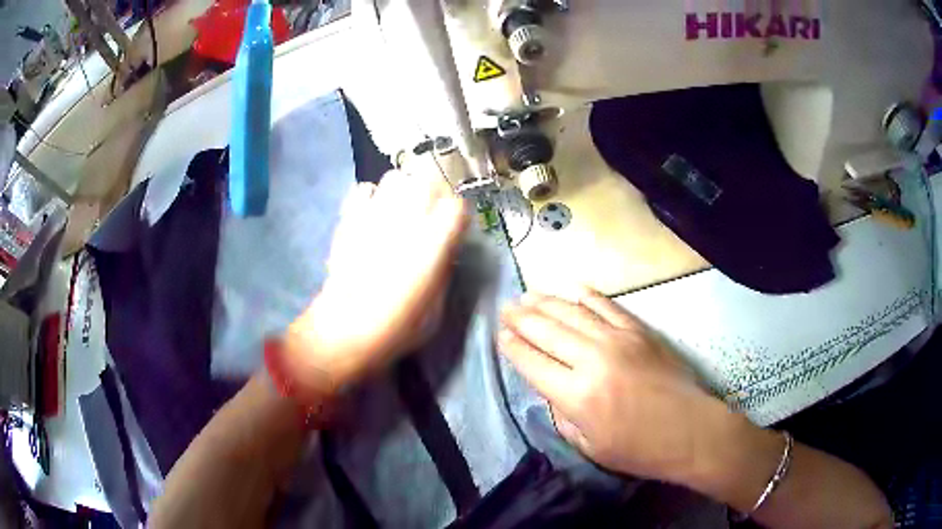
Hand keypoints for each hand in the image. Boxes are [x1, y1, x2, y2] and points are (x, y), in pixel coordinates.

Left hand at [284, 168, 467, 393]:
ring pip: (395, 177)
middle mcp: (406, 221)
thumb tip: (445, 251)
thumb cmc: (396, 327)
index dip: (458, 215)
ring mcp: (374, 216)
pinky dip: (371, 196)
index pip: (457, 206)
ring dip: (403, 189)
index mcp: (432, 244)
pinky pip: (363, 189)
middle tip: (429, 213)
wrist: (345, 329)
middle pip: (427, 181)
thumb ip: (443, 271)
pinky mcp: (349, 219)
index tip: (455, 228)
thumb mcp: (436, 308)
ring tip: (400, 209)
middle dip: (433, 193)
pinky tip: (372, 215)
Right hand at [498, 288, 727, 481]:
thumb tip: (551, 387)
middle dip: (521, 319)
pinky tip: (572, 288)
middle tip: (505, 309)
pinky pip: (607, 305)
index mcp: (577, 395)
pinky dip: (586, 295)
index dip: (513, 348)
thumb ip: (562, 414)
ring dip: (546, 302)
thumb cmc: (639, 449)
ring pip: (572, 312)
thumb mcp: (588, 445)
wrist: (690, 430)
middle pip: (547, 331)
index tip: (500, 336)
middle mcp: (593, 359)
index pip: (532, 363)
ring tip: (527, 295)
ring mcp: (618, 339)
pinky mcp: (639, 331)